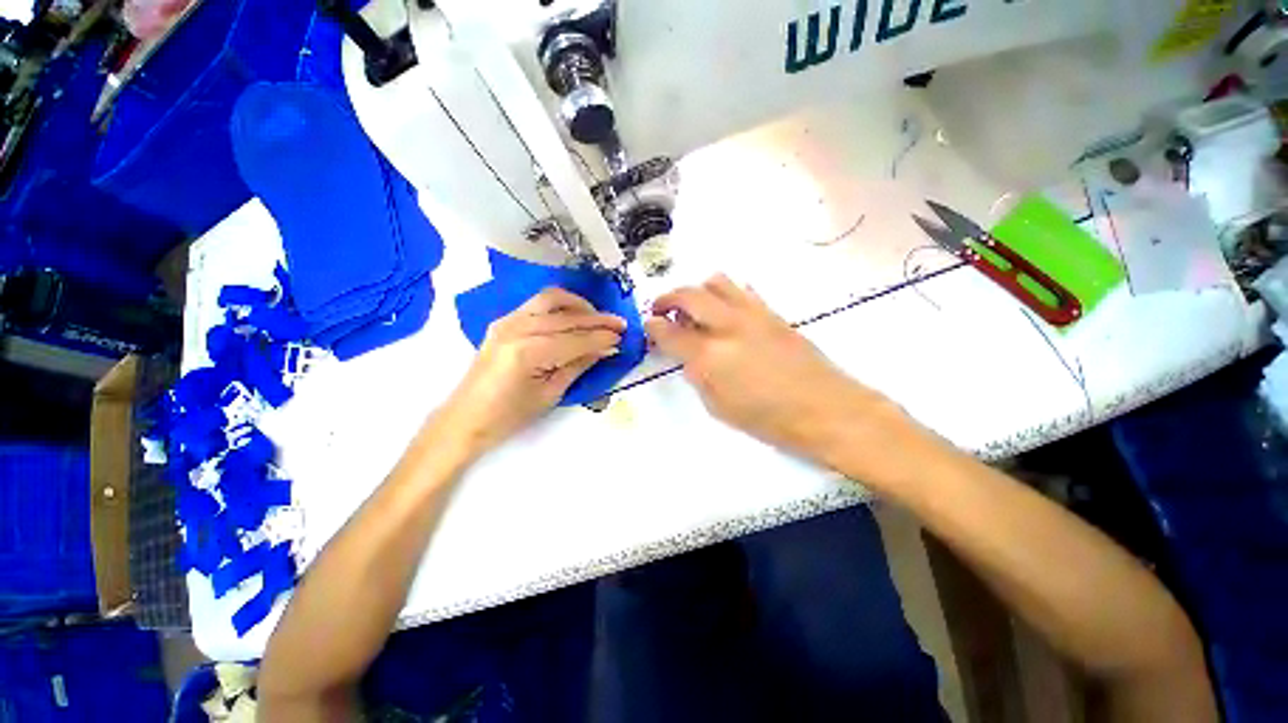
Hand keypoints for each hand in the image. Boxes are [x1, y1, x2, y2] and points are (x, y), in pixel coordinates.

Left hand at [435, 288, 624, 458]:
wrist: (466, 417)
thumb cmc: (510, 415)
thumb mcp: (551, 394)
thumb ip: (579, 365)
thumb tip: (606, 348)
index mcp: (529, 352)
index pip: (576, 339)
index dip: (602, 337)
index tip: (623, 338)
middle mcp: (517, 328)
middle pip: (567, 316)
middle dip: (597, 319)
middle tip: (620, 324)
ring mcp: (507, 320)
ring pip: (552, 300)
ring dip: (579, 305)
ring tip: (598, 317)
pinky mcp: (504, 320)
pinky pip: (538, 303)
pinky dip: (561, 306)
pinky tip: (574, 316)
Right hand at [645, 276, 891, 456]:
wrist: (825, 409)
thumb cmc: (770, 420)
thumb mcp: (720, 408)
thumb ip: (698, 376)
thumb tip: (689, 356)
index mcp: (710, 356)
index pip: (669, 331)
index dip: (653, 328)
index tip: (649, 327)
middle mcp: (728, 326)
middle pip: (688, 294)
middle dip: (668, 298)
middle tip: (662, 310)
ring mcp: (752, 314)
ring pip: (716, 281)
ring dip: (697, 290)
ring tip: (694, 308)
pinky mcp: (772, 312)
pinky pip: (742, 290)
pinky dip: (724, 295)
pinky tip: (725, 313)